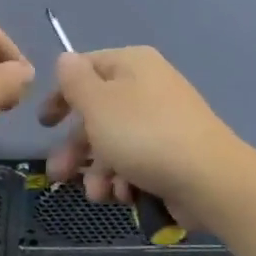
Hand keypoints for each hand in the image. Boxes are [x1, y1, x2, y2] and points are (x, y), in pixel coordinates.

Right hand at [38, 46, 254, 229]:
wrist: (209, 180)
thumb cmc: (143, 135)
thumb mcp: (97, 103)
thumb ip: (75, 80)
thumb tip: (66, 59)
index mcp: (132, 65)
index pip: (85, 69)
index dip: (60, 96)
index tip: (45, 124)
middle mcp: (148, 88)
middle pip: (97, 114)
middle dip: (75, 148)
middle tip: (58, 174)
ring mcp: (163, 122)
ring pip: (114, 144)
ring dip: (98, 171)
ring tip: (99, 194)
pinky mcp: (173, 154)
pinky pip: (137, 162)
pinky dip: (125, 179)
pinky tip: (125, 195)